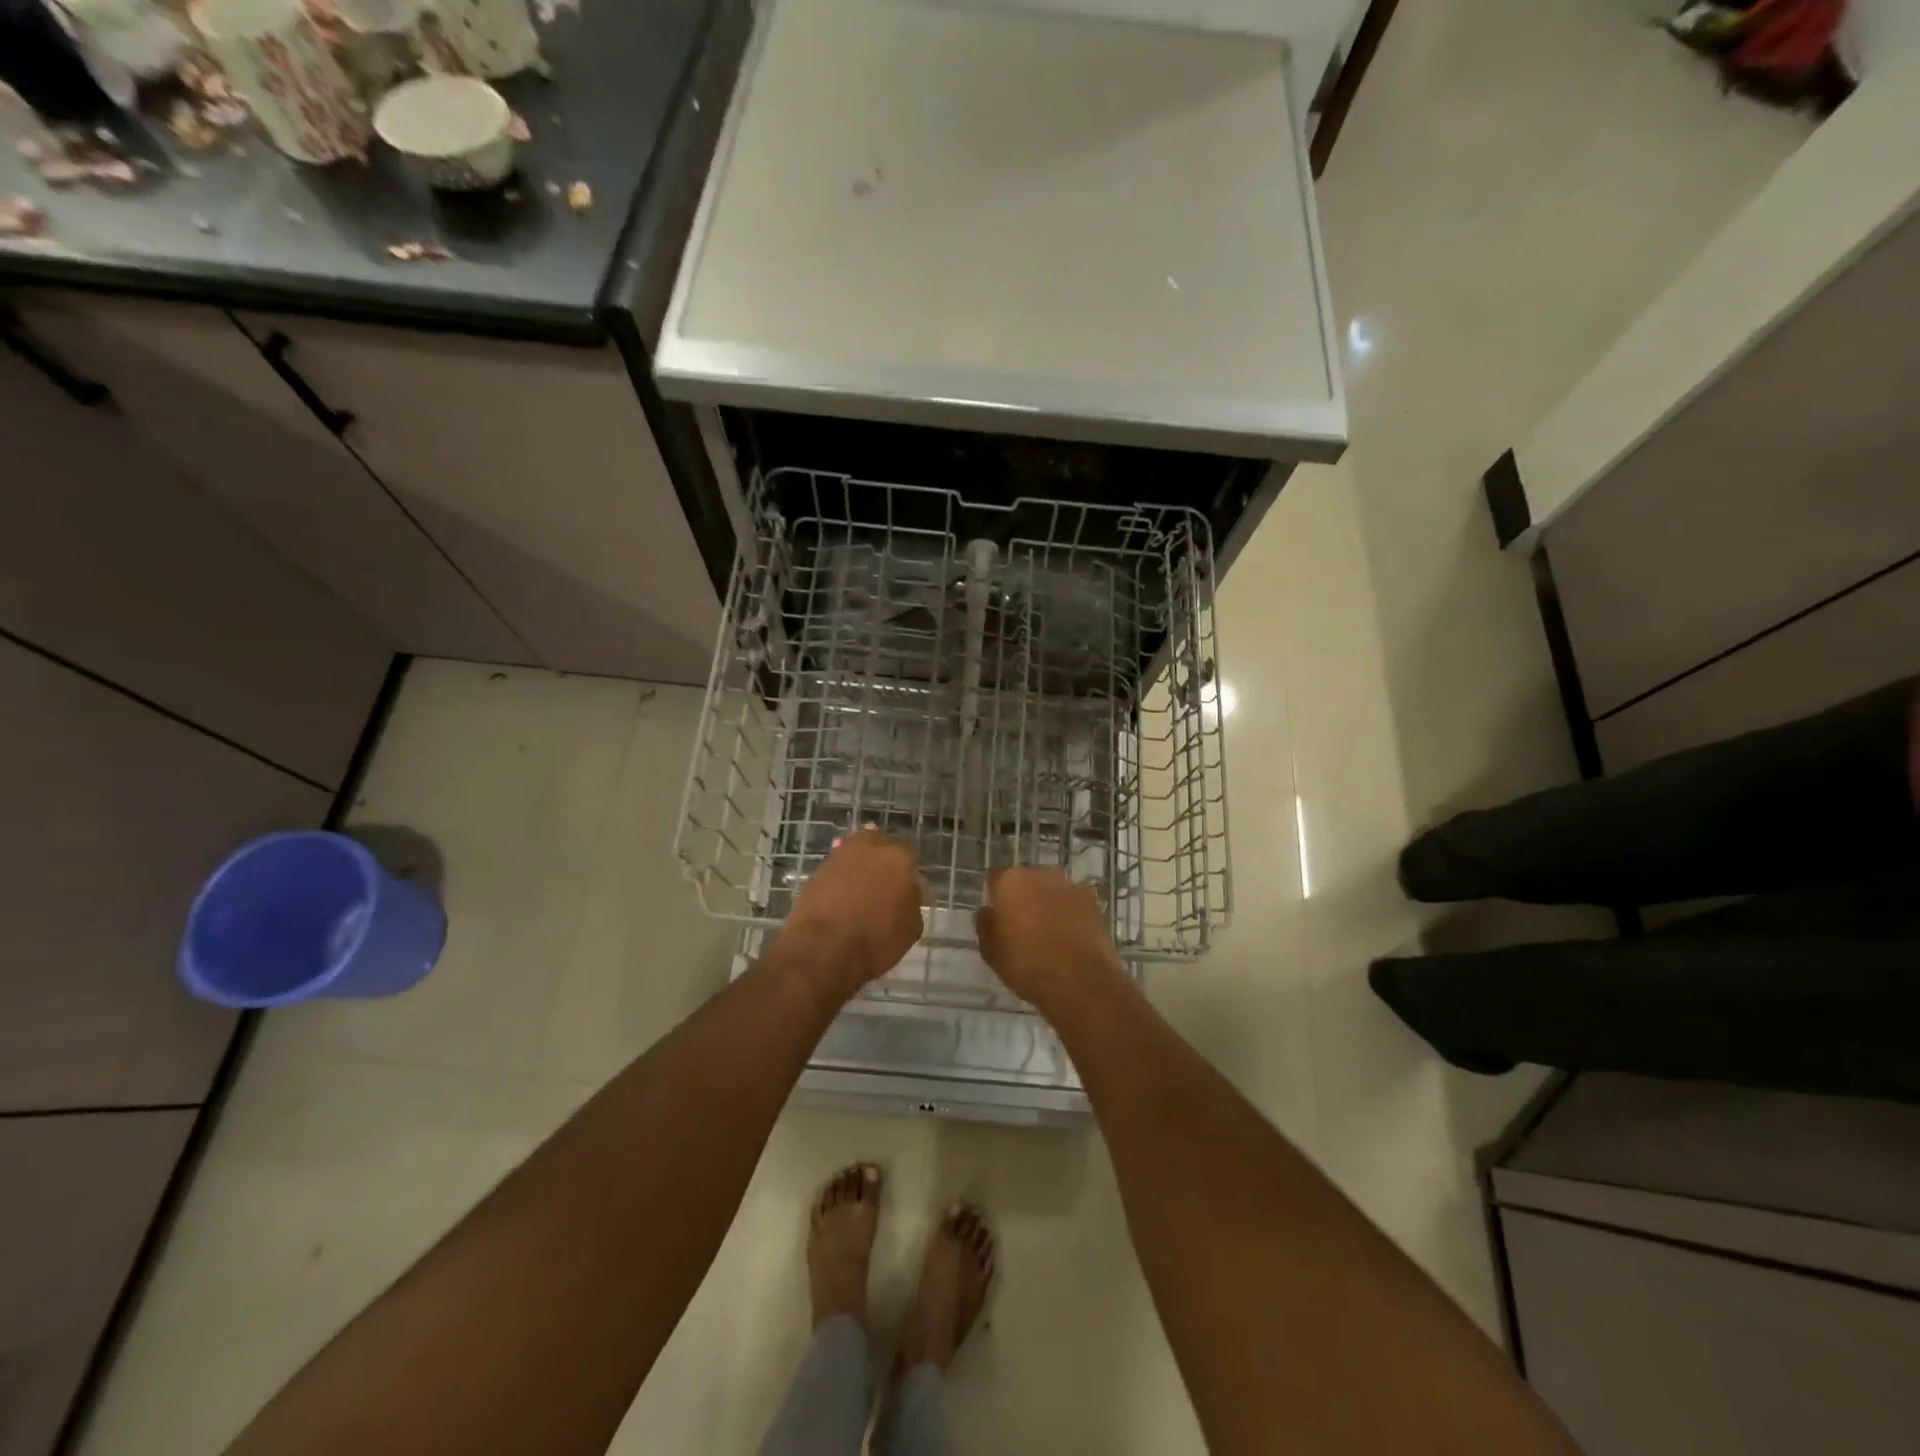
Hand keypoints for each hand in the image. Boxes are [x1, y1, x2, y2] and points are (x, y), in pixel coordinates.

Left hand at [775, 828, 924, 997]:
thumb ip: (912, 902)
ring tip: (861, 885)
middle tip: (883, 882)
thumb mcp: (911, 928)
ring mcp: (841, 855)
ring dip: (859, 863)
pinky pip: (836, 867)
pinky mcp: (818, 869)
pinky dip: (840, 875)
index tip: (906, 886)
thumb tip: (905, 894)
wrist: (824, 947)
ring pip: (855, 852)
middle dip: (883, 860)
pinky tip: (841, 890)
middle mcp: (871, 848)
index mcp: (900, 858)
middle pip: (881, 845)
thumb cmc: (876, 939)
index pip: (910, 856)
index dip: (908, 872)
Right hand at [975, 867, 1124, 1009]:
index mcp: (1012, 881)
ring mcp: (1071, 887)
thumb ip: (985, 924)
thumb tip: (988, 911)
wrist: (1080, 981)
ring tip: (1048, 934)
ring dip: (1048, 904)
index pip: (995, 878)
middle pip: (1027, 881)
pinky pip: (1074, 904)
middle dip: (1023, 897)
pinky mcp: (1094, 903)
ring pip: (1052, 891)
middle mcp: (1042, 874)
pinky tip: (1070, 938)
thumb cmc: (1027, 964)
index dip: (995, 895)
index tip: (996, 915)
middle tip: (1021, 925)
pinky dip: (1070, 915)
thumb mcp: (991, 951)